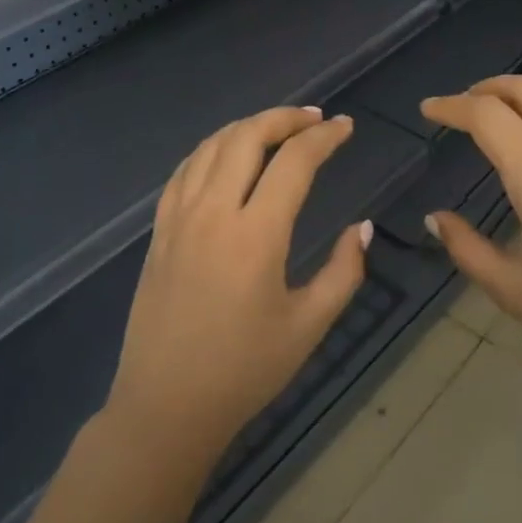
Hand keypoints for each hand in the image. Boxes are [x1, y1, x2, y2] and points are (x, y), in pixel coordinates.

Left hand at [105, 106, 371, 466]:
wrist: (166, 404)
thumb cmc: (244, 370)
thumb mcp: (308, 326)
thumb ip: (342, 272)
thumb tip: (361, 228)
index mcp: (255, 235)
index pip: (293, 162)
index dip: (324, 138)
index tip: (346, 127)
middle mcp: (213, 213)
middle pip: (247, 137)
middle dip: (284, 118)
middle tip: (314, 119)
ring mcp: (179, 218)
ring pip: (211, 146)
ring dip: (248, 127)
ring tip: (277, 128)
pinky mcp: (160, 231)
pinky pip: (184, 170)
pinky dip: (211, 149)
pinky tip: (227, 155)